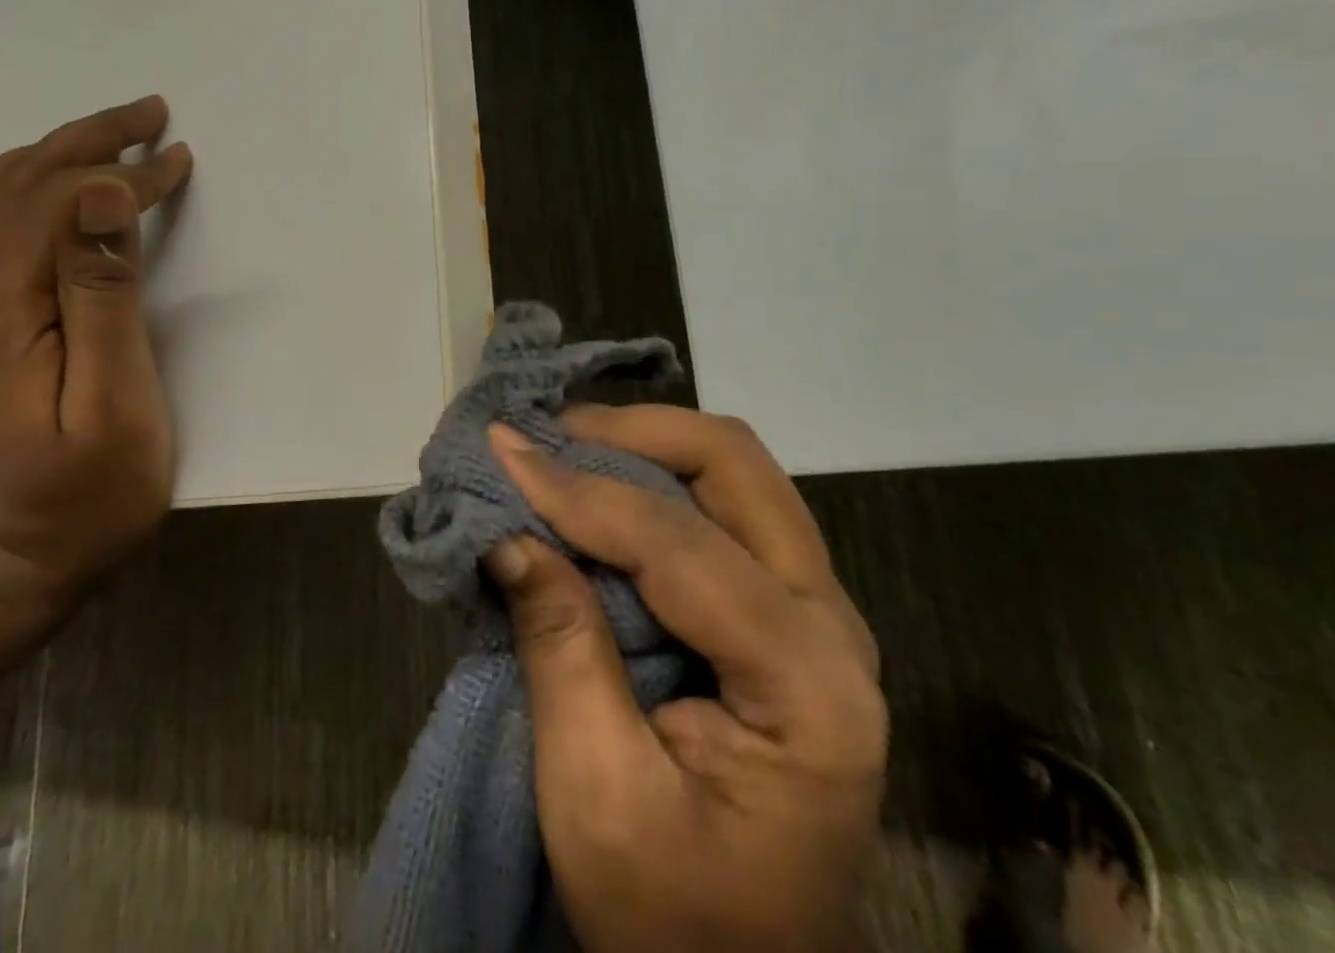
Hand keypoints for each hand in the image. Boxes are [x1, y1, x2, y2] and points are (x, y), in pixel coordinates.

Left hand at [0, 97, 192, 616]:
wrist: (1, 570)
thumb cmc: (81, 495)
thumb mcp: (113, 401)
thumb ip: (103, 294)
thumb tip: (100, 196)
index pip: (57, 203)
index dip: (121, 175)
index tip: (178, 160)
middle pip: (13, 185)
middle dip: (85, 140)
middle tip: (148, 114)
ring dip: (49, 155)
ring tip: (108, 139)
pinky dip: (19, 186)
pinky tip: (52, 189)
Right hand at [483, 407, 886, 952]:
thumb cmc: (673, 921)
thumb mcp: (596, 799)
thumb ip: (561, 647)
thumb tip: (510, 532)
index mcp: (807, 687)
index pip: (680, 544)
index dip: (581, 491)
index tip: (501, 451)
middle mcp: (832, 626)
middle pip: (736, 466)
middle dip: (634, 431)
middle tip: (547, 435)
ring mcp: (816, 612)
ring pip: (735, 472)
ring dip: (645, 444)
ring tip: (564, 449)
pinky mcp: (785, 613)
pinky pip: (726, 507)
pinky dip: (656, 477)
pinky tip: (600, 484)